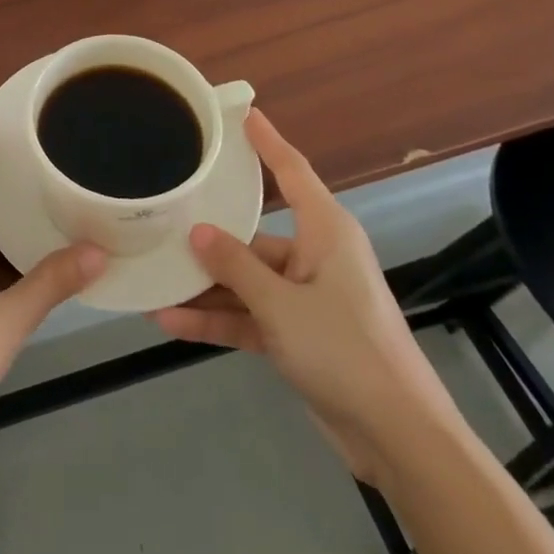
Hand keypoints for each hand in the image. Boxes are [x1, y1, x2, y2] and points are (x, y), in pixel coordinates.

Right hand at [151, 109, 465, 484]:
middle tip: (163, 216)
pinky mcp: (299, 335)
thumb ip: (235, 267)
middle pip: (254, 235)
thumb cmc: (346, 351)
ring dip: (205, 286)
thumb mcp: (281, 305)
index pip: (293, 171)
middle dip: (210, 237)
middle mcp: (316, 257)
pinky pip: (249, 316)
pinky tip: (172, 321)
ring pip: (246, 280)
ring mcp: (306, 298)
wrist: (399, 440)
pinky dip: (217, 319)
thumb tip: (197, 232)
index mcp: (326, 232)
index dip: (267, 142)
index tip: (243, 113)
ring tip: (154, 279)